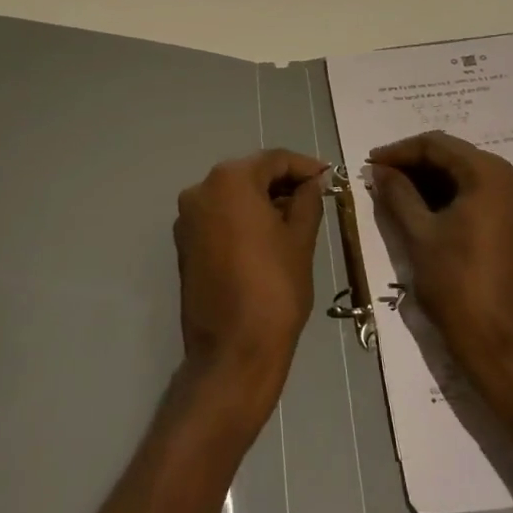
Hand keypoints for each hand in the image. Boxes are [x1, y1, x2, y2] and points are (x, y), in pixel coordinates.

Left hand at [173, 149, 326, 423]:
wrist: (233, 351)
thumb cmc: (275, 288)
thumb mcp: (300, 239)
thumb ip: (307, 201)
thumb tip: (312, 183)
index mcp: (230, 180)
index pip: (274, 160)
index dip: (304, 167)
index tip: (328, 178)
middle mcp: (201, 190)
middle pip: (250, 174)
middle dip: (282, 183)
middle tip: (315, 197)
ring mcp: (188, 219)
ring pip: (233, 196)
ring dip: (262, 201)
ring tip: (295, 218)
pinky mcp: (184, 244)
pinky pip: (219, 218)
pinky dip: (242, 219)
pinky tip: (268, 236)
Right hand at [367, 132, 512, 390]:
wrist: (501, 343)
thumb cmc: (457, 284)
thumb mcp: (419, 234)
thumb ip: (397, 193)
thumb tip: (379, 170)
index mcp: (489, 174)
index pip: (436, 145)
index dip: (399, 151)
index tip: (370, 163)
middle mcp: (511, 177)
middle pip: (454, 156)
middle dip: (414, 165)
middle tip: (379, 178)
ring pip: (465, 175)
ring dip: (430, 180)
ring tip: (393, 192)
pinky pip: (478, 194)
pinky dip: (449, 196)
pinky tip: (421, 207)